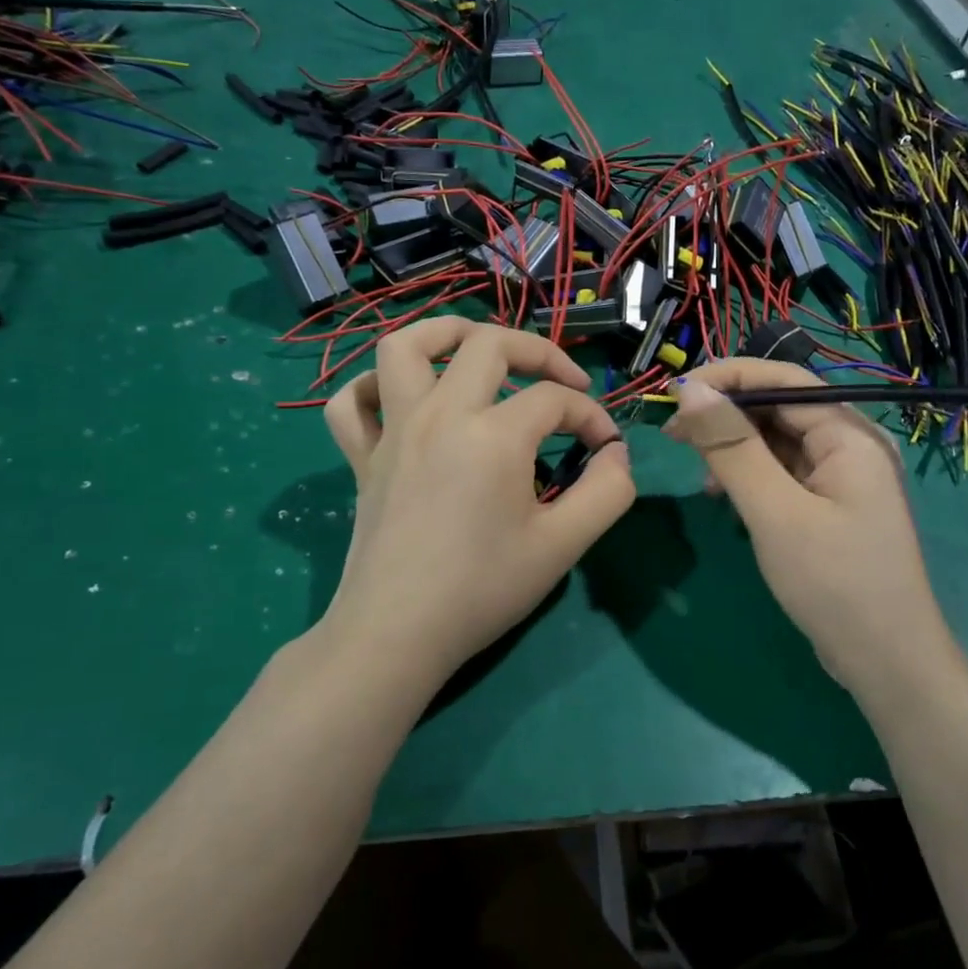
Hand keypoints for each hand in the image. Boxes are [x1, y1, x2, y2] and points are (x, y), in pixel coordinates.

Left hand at [319, 318, 635, 684]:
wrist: (397, 633)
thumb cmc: (483, 589)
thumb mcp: (564, 545)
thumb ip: (607, 492)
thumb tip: (617, 454)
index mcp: (493, 435)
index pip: (556, 399)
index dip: (592, 417)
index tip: (606, 451)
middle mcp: (440, 415)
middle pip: (489, 344)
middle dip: (538, 352)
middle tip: (562, 383)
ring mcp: (393, 431)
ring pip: (405, 347)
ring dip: (446, 335)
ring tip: (477, 352)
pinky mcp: (362, 457)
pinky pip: (351, 403)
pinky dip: (373, 388)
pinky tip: (401, 401)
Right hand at [662, 359, 954, 693]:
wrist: (886, 663)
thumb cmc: (833, 582)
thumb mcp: (774, 512)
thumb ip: (731, 447)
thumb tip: (690, 389)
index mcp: (849, 434)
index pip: (784, 380)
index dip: (727, 377)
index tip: (674, 390)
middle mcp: (850, 445)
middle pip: (779, 408)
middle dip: (725, 413)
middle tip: (672, 432)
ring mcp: (841, 477)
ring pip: (777, 441)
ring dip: (733, 446)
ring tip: (693, 467)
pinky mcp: (829, 505)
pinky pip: (783, 472)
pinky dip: (749, 475)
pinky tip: (723, 495)